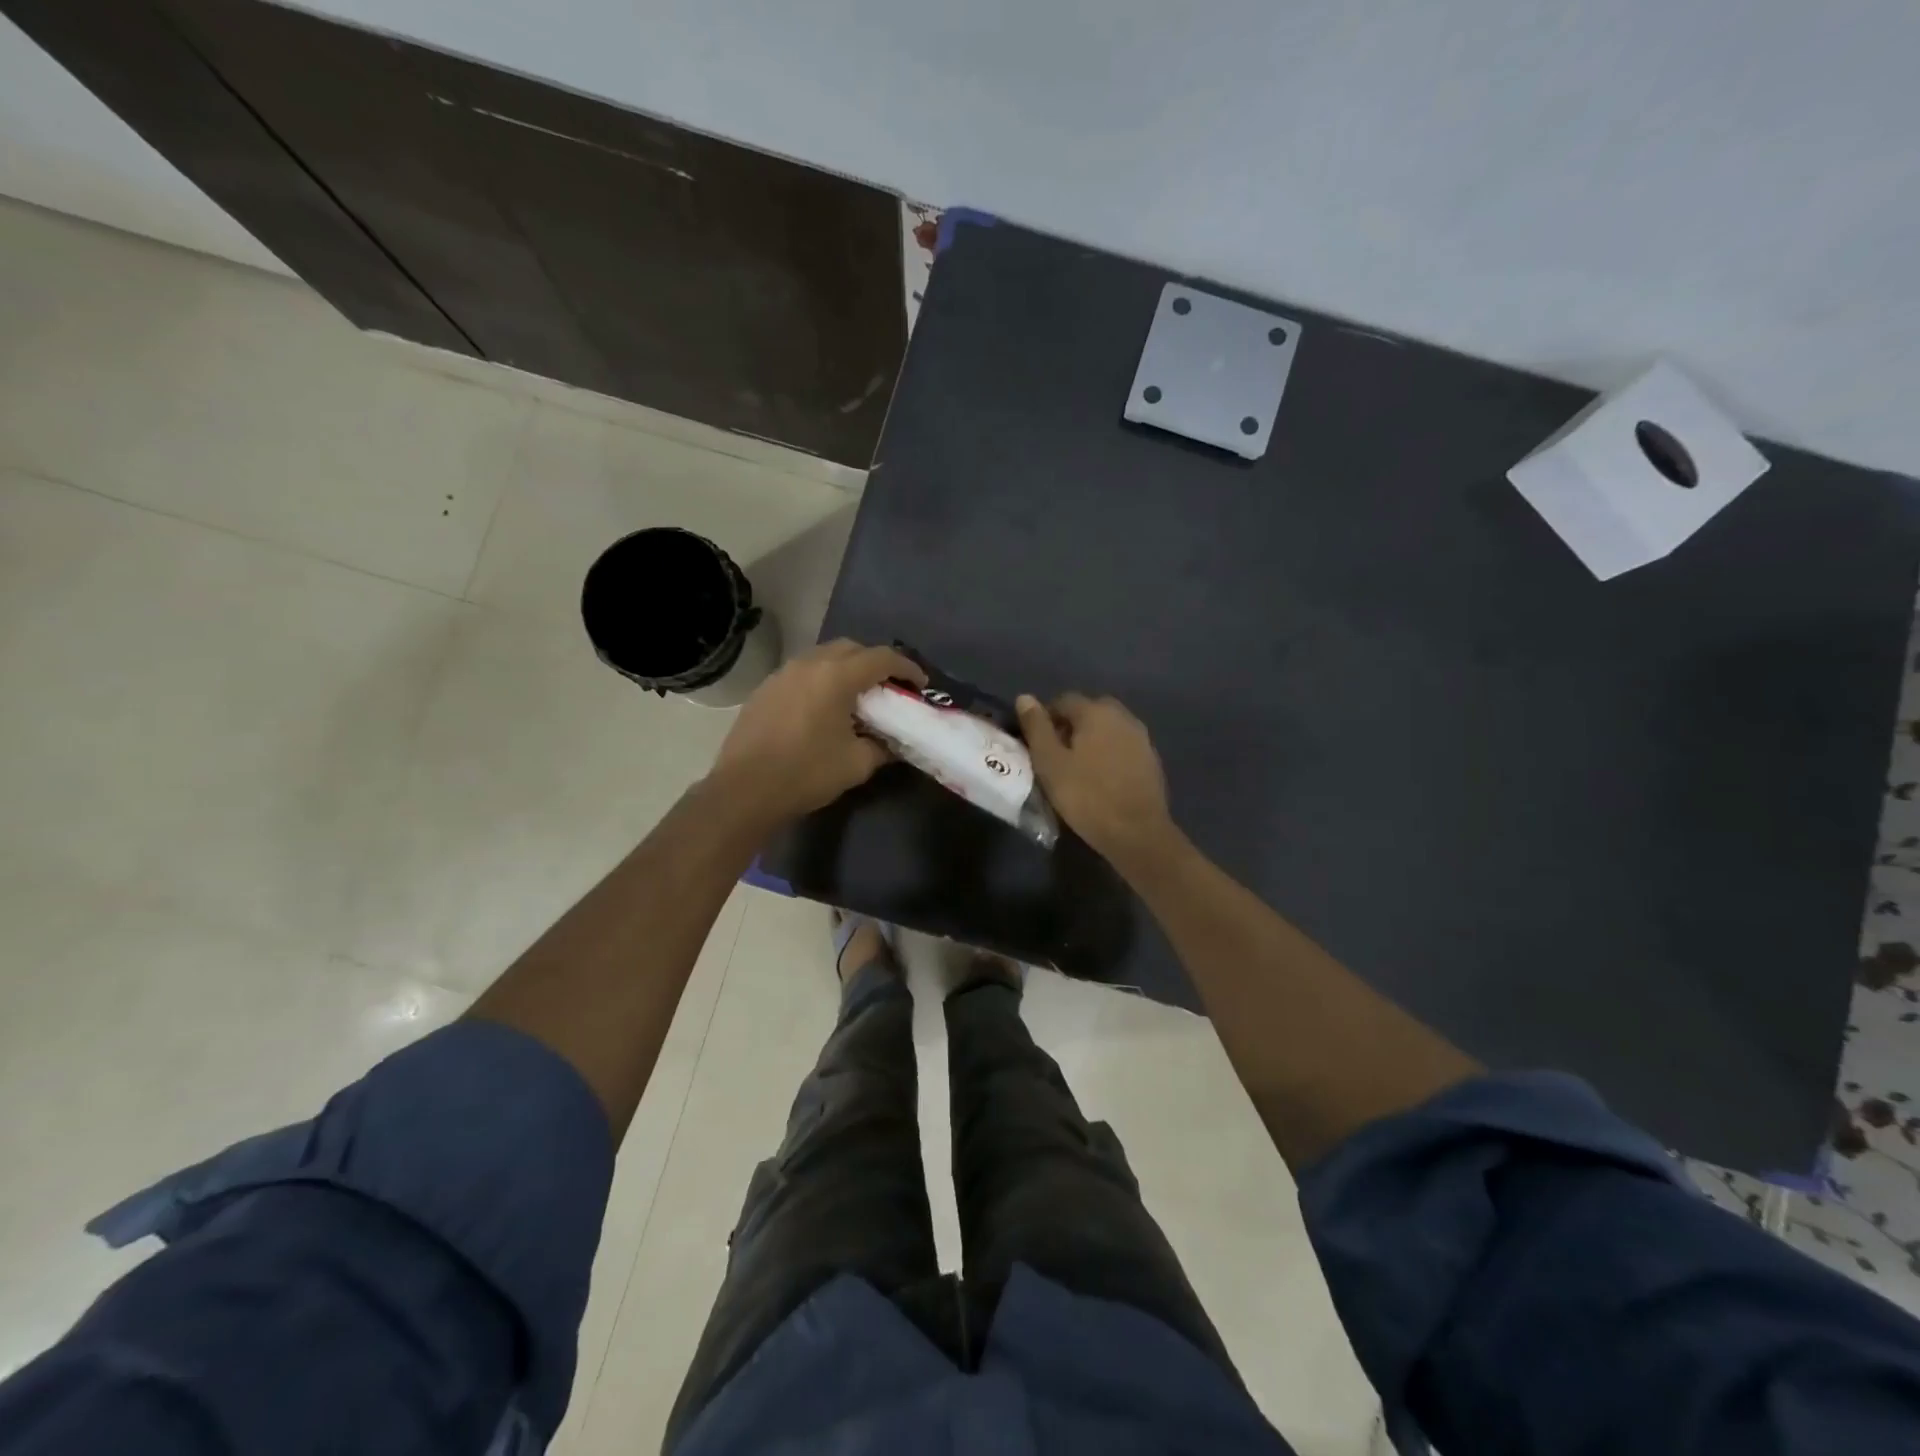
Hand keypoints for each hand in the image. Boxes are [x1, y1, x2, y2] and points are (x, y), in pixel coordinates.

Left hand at [709, 639, 925, 823]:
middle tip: (889, 688)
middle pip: (852, 648)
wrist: (744, 790)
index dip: (907, 668)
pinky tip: (824, 707)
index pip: (882, 658)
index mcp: (836, 676)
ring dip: (846, 669)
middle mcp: (809, 664)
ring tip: (857, 697)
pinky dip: (822, 680)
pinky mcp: (765, 689)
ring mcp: (783, 674)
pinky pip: (803, 672)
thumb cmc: (806, 773)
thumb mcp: (856, 763)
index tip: (920, 684)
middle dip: (876, 663)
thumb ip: (882, 747)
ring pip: (824, 657)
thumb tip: (892, 743)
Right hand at [1016, 693, 1177, 867]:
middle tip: (1055, 756)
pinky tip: (1101, 778)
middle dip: (1070, 727)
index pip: (1064, 700)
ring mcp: (1141, 738)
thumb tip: (1025, 697)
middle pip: (1089, 712)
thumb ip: (1036, 727)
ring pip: (1108, 729)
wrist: (1137, 832)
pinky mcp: (1151, 760)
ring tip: (1076, 768)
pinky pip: (1122, 747)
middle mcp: (1122, 716)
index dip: (1045, 718)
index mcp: (1096, 711)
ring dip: (1091, 740)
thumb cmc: (1086, 796)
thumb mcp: (1049, 762)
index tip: (1035, 743)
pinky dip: (1109, 754)